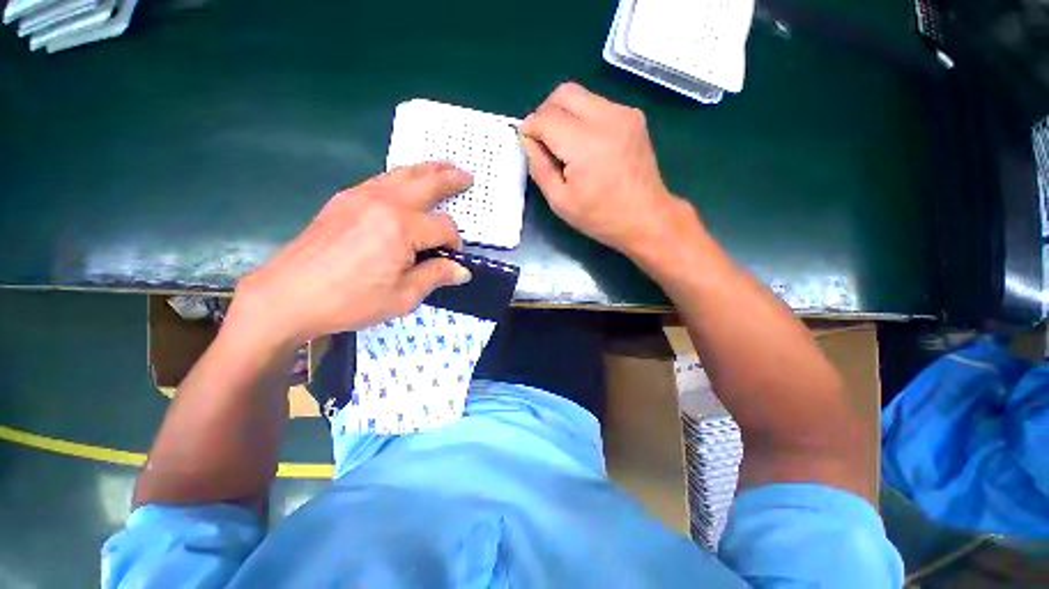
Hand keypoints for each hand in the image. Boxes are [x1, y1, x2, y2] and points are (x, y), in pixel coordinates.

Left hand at [230, 163, 473, 347]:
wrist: (287, 296)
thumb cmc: (350, 301)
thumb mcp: (403, 297)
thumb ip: (436, 276)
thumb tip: (462, 270)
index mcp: (401, 228)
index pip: (443, 227)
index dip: (454, 242)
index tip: (452, 259)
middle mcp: (383, 203)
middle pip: (426, 183)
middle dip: (450, 179)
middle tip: (467, 175)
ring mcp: (360, 196)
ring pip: (402, 174)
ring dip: (426, 170)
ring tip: (443, 166)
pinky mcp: (343, 200)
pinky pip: (380, 180)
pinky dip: (401, 177)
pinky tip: (405, 183)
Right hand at [520, 82, 699, 261]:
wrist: (647, 217)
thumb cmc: (600, 217)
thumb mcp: (560, 201)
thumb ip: (539, 167)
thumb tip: (528, 140)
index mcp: (585, 144)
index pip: (546, 118)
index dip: (530, 129)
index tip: (527, 144)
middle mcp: (606, 118)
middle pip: (563, 93)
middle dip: (545, 113)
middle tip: (543, 141)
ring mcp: (624, 113)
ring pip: (581, 95)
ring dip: (564, 114)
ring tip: (565, 146)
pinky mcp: (634, 116)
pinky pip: (598, 104)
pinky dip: (582, 118)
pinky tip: (585, 145)